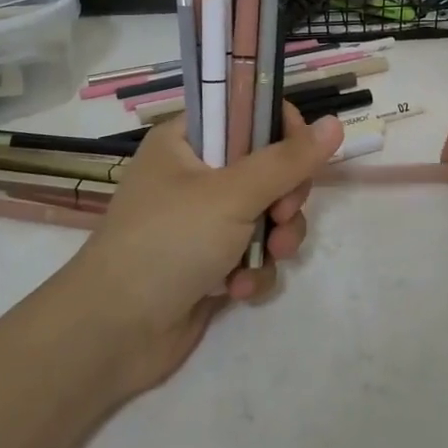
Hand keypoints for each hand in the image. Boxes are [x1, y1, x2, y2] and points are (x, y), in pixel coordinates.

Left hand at [62, 104, 344, 393]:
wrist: (112, 334)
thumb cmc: (167, 243)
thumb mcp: (232, 194)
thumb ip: (288, 160)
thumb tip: (335, 122)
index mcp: (186, 141)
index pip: (248, 112)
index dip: (282, 131)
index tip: (301, 158)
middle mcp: (195, 175)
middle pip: (267, 167)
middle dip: (285, 197)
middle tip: (283, 214)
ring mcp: (202, 222)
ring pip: (267, 214)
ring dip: (276, 238)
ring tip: (268, 258)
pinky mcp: (210, 263)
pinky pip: (253, 253)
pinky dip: (253, 270)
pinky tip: (237, 291)